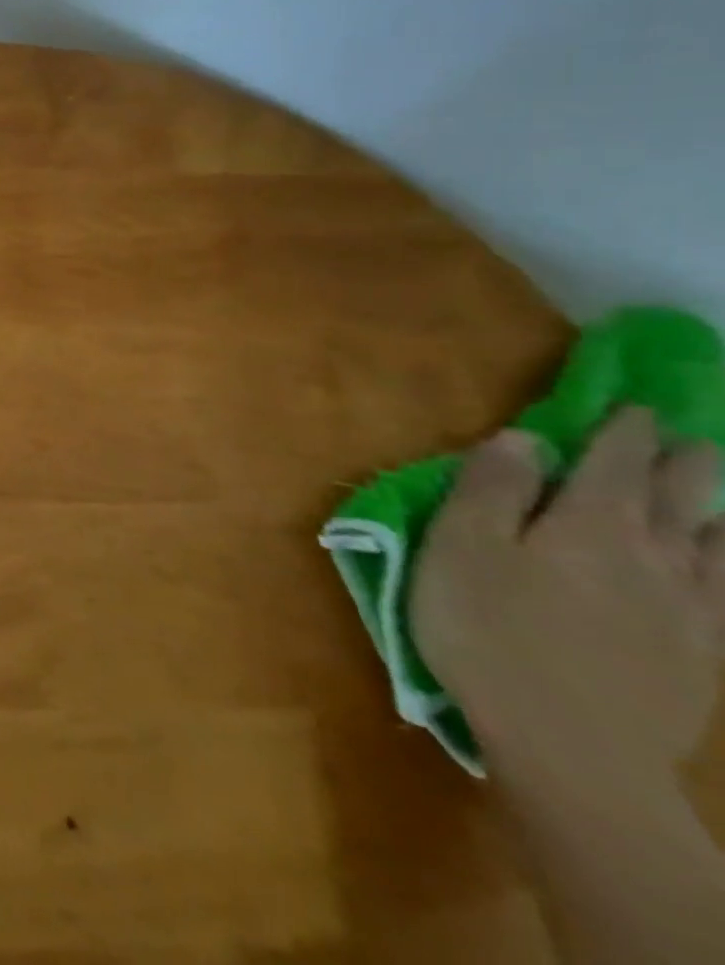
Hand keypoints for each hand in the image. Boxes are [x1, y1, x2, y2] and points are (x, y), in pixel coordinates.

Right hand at [412, 407, 724, 780]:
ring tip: (715, 495)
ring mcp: (693, 610)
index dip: (624, 427)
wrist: (572, 752)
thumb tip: (525, 439)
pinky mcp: (704, 657)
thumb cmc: (489, 632)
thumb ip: (491, 488)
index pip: (619, 459)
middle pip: (688, 495)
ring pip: (722, 543)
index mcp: (592, 523)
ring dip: (719, 510)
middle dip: (686, 459)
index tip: (630, 405)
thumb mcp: (459, 548)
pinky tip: (723, 567)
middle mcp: (658, 555)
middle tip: (681, 437)